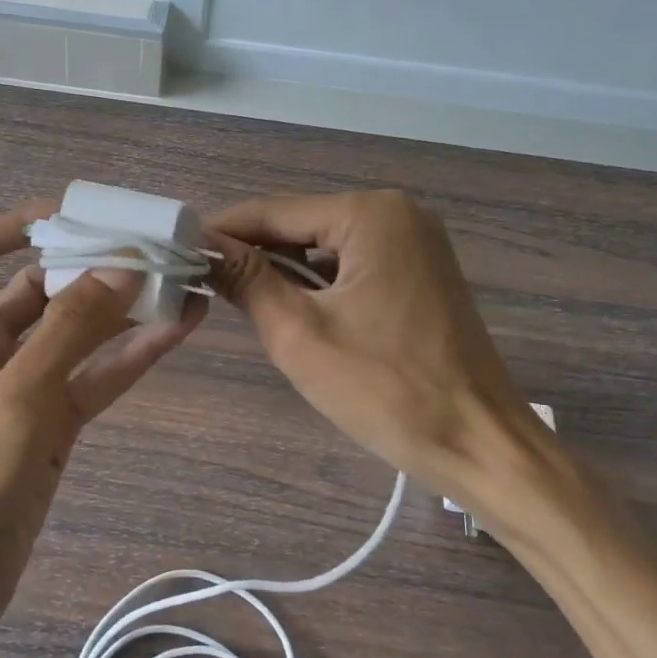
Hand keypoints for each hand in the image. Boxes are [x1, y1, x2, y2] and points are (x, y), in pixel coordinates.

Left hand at [0, 202, 205, 657]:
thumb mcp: (13, 403)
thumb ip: (70, 331)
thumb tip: (123, 267)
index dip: (18, 224)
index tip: (79, 218)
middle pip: (37, 285)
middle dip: (91, 265)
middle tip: (153, 246)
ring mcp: (17, 386)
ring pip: (74, 331)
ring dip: (122, 308)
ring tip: (180, 279)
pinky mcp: (47, 422)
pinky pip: (91, 375)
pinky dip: (129, 354)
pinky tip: (177, 329)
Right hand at [209, 190, 574, 540]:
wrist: (481, 445)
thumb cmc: (386, 389)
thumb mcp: (299, 334)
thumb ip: (247, 280)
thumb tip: (202, 246)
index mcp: (370, 214)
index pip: (273, 212)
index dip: (222, 232)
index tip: (176, 252)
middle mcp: (397, 213)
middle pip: (301, 225)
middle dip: (254, 255)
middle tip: (205, 286)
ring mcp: (416, 243)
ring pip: (326, 247)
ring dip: (286, 272)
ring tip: (244, 304)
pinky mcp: (423, 273)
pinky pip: (353, 265)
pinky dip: (320, 285)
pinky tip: (298, 313)